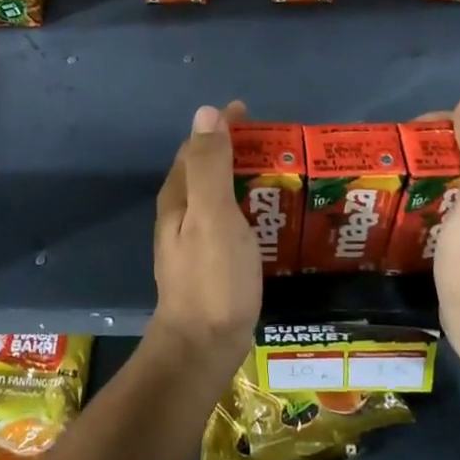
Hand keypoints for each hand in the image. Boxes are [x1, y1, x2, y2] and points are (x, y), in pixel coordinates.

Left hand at [152, 100, 263, 378]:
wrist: (202, 346)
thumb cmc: (212, 278)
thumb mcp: (213, 215)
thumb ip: (211, 165)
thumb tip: (205, 112)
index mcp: (179, 197)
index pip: (197, 147)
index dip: (221, 126)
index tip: (252, 114)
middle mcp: (181, 214)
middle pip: (207, 169)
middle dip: (236, 149)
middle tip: (277, 144)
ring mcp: (194, 240)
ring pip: (218, 195)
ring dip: (244, 177)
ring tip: (280, 173)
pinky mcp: (211, 262)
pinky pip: (230, 220)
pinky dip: (248, 206)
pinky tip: (271, 216)